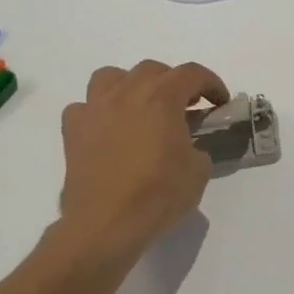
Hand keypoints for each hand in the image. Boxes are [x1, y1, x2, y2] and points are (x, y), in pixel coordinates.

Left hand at [52, 59, 228, 268]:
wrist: (107, 224)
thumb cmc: (159, 194)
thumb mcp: (198, 170)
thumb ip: (198, 147)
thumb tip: (189, 147)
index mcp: (162, 98)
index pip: (192, 73)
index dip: (211, 83)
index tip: (220, 101)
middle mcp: (126, 94)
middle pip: (152, 69)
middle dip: (173, 82)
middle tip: (184, 107)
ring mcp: (95, 110)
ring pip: (111, 77)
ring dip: (130, 85)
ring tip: (141, 108)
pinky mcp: (73, 132)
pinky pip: (84, 107)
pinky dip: (98, 112)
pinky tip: (108, 130)